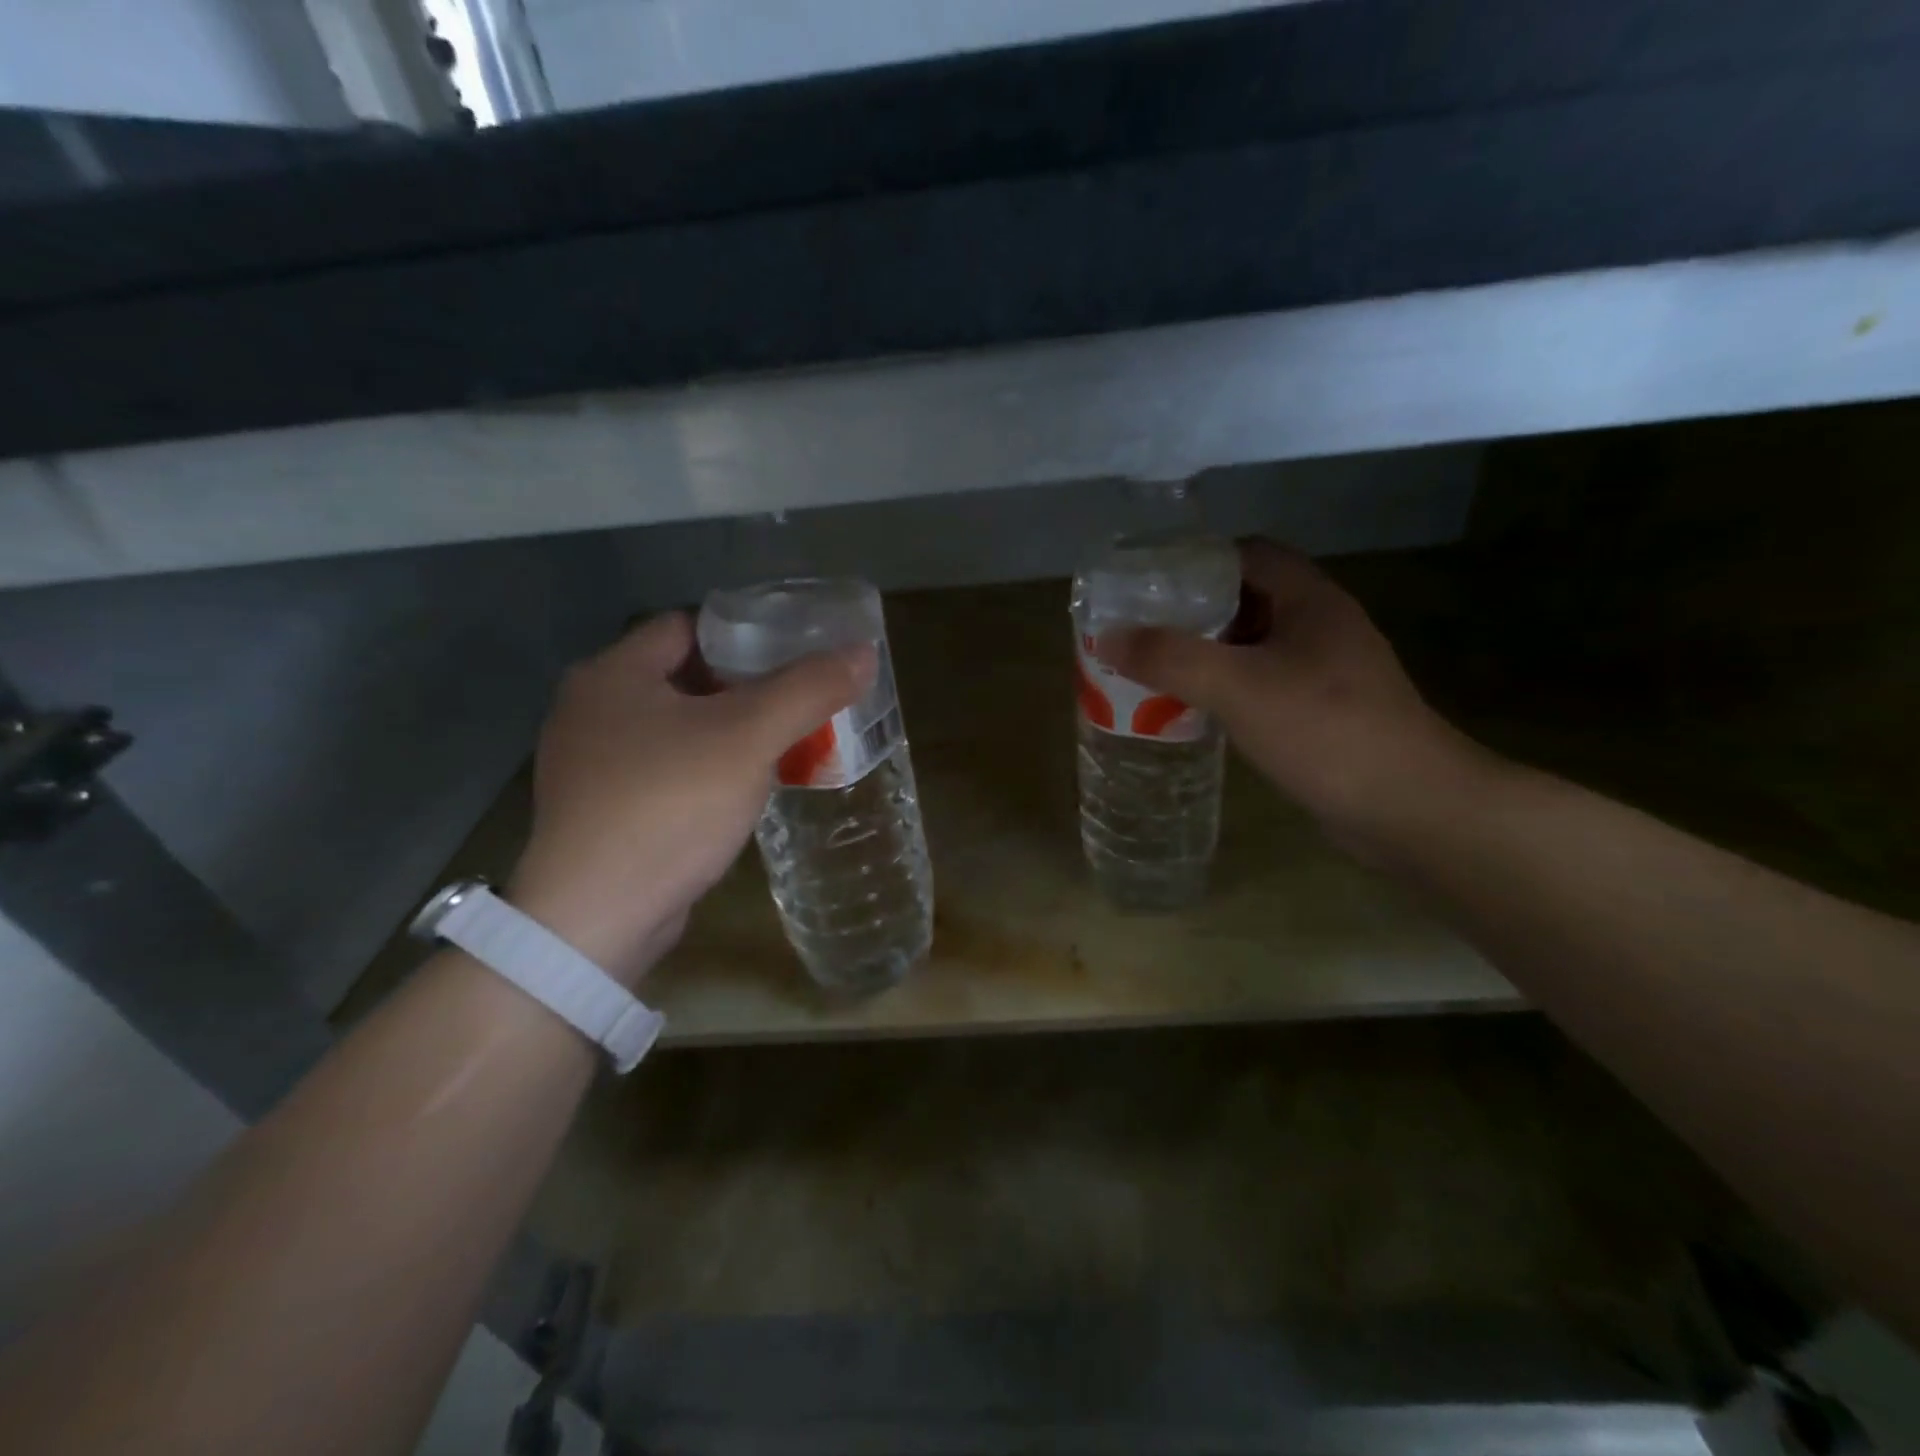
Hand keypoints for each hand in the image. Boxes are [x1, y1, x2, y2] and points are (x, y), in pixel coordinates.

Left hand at [508, 613, 873, 983]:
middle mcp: (590, 709)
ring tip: (781, 744)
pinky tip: (740, 789)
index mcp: (612, 674)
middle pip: (683, 677)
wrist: (596, 917)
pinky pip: (664, 769)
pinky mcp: (600, 810)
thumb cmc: (669, 805)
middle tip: (797, 702)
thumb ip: (808, 689)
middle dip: (743, 688)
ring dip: (726, 732)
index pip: (688, 627)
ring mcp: (589, 764)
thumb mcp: (749, 737)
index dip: (744, 634)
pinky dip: (703, 769)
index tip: (794, 655)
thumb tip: (863, 651)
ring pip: (676, 727)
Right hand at [1096, 540, 1488, 856]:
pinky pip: (1265, 684)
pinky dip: (1228, 689)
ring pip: (1255, 646)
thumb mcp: (1238, 686)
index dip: (1198, 562)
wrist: (1408, 807)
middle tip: (1142, 631)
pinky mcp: (1325, 712)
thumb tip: (1109, 638)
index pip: (1249, 555)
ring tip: (1157, 669)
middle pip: (1248, 599)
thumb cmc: (1325, 730)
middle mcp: (1322, 626)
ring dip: (1209, 653)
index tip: (1148, 586)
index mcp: (1310, 601)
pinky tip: (1198, 711)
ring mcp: (1328, 671)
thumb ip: (1171, 658)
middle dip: (1194, 612)